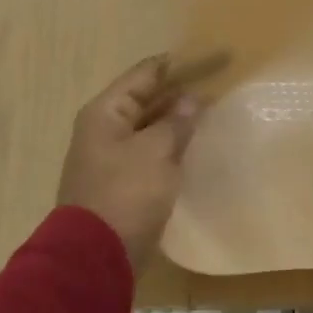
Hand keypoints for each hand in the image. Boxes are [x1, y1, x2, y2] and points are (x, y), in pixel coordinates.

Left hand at [56, 56, 202, 272]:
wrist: (96, 254)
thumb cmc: (125, 194)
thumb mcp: (155, 152)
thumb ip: (176, 123)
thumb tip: (192, 99)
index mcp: (105, 113)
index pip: (144, 75)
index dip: (177, 64)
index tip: (210, 58)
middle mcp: (104, 130)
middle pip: (146, 100)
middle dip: (179, 92)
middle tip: (216, 85)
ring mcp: (112, 158)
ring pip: (149, 128)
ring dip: (176, 120)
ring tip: (210, 112)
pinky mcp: (123, 184)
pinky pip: (150, 154)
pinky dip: (170, 146)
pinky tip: (192, 147)